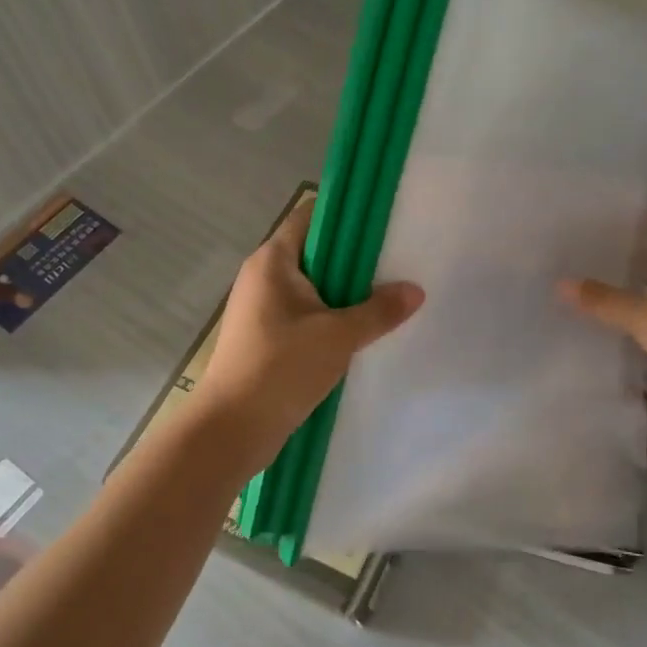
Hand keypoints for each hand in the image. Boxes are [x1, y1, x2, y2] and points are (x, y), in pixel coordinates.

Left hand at [196, 197, 423, 472]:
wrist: (230, 430)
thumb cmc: (280, 368)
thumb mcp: (339, 337)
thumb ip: (379, 310)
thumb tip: (415, 290)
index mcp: (273, 261)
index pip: (311, 216)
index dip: (346, 215)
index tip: (382, 225)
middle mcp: (263, 275)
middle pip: (315, 250)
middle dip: (354, 258)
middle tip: (395, 264)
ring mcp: (261, 307)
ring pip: (312, 285)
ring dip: (345, 291)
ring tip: (385, 297)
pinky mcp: (265, 335)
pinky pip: (305, 312)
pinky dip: (331, 316)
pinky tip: (360, 330)